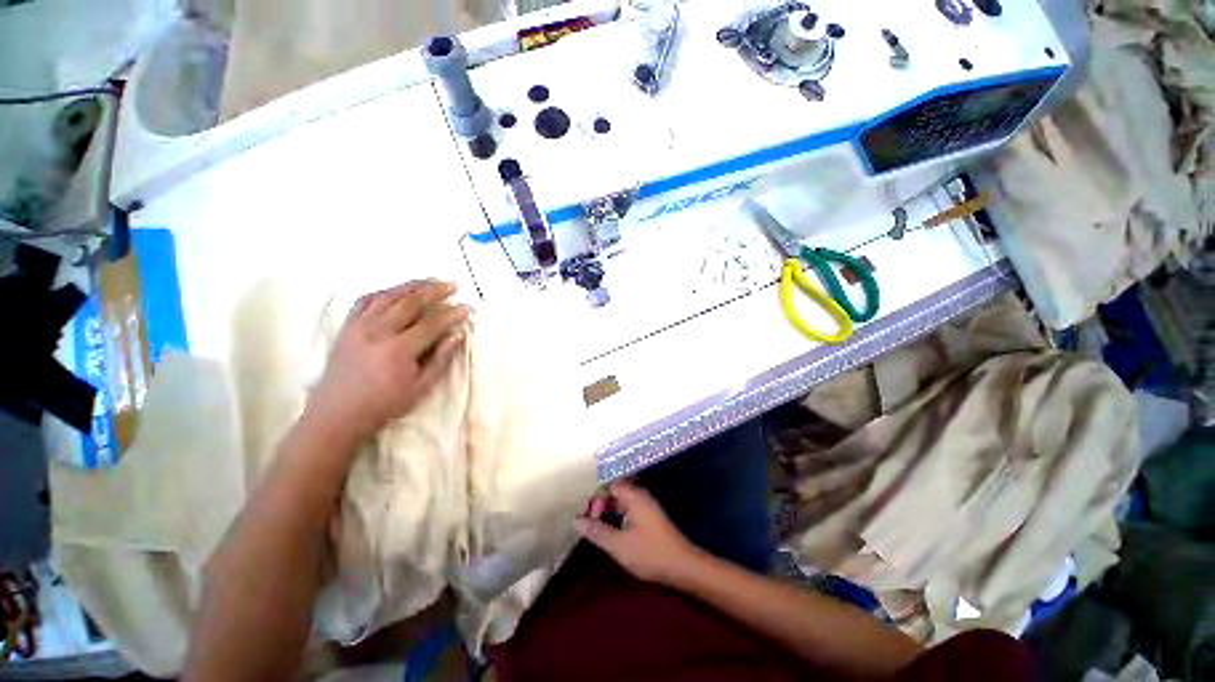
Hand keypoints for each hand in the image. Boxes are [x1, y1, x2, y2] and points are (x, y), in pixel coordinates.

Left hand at [306, 280, 467, 443]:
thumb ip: (440, 360)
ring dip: (411, 285)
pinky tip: (396, 290)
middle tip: (452, 285)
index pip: (431, 323)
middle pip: (410, 302)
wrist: (337, 413)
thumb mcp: (420, 388)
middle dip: (434, 290)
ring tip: (429, 280)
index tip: (466, 308)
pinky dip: (383, 292)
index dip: (451, 314)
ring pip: (388, 296)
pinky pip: (365, 301)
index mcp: (399, 350)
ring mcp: (359, 326)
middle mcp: (378, 331)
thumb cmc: (383, 404)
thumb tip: (457, 336)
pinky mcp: (347, 327)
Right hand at [576, 482, 704, 585]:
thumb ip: (598, 531)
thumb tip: (577, 520)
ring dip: (607, 512)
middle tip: (588, 524)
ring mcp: (645, 507)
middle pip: (614, 492)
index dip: (596, 497)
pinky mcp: (648, 518)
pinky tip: (610, 532)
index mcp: (633, 496)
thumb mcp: (619, 545)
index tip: (587, 515)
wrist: (683, 566)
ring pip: (620, 503)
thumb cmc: (650, 553)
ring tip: (595, 529)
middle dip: (600, 505)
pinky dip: (616, 518)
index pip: (609, 485)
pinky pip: (627, 511)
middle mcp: (639, 496)